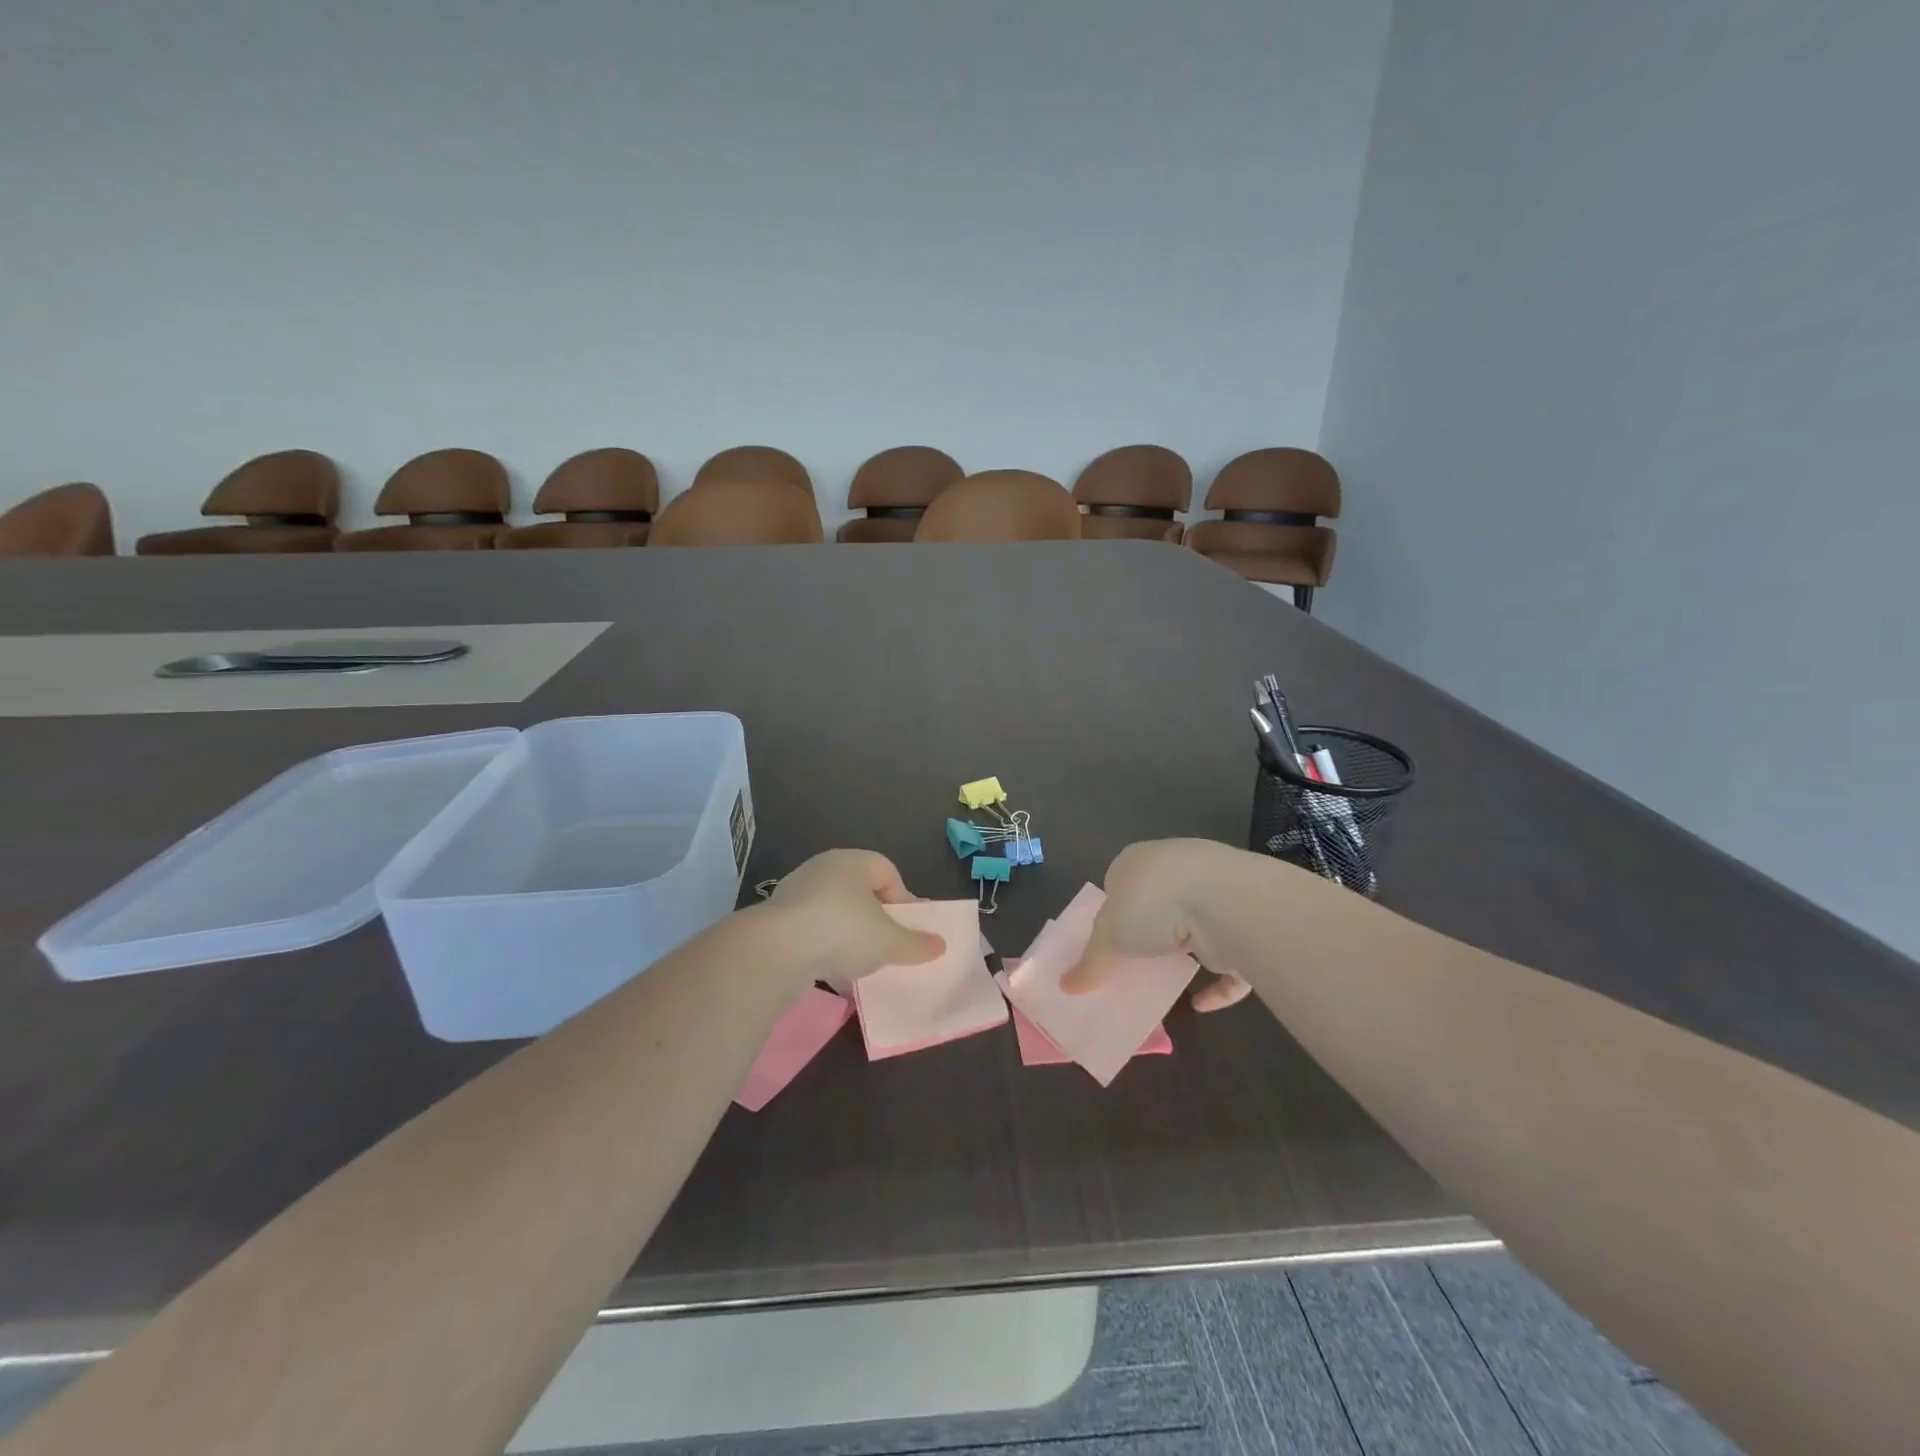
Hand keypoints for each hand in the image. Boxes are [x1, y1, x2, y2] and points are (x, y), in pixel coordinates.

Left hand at [768, 850, 945, 987]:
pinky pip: (811, 928)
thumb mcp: (889, 942)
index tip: (906, 930)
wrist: (777, 950)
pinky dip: (823, 945)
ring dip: (848, 933)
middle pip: (861, 891)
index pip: (888, 872)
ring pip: (835, 910)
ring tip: (858, 961)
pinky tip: (829, 968)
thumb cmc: (844, 931)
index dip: (902, 900)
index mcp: (854, 861)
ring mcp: (797, 890)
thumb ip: (916, 944)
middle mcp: (825, 867)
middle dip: (875, 918)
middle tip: (885, 945)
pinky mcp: (777, 916)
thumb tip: (940, 945)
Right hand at [1059, 839, 1255, 1011]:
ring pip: (1193, 925)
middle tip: (1134, 964)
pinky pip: (1228, 955)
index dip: (1110, 912)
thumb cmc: (1153, 905)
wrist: (1227, 903)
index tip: (1106, 943)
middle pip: (1155, 903)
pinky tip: (1202, 1004)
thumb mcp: (1109, 937)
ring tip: (1166, 980)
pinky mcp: (1243, 919)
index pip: (1117, 881)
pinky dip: (1217, 982)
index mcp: (1136, 860)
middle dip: (1148, 931)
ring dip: (1183, 952)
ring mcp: (1213, 890)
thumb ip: (1090, 963)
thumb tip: (1065, 986)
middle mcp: (1175, 867)